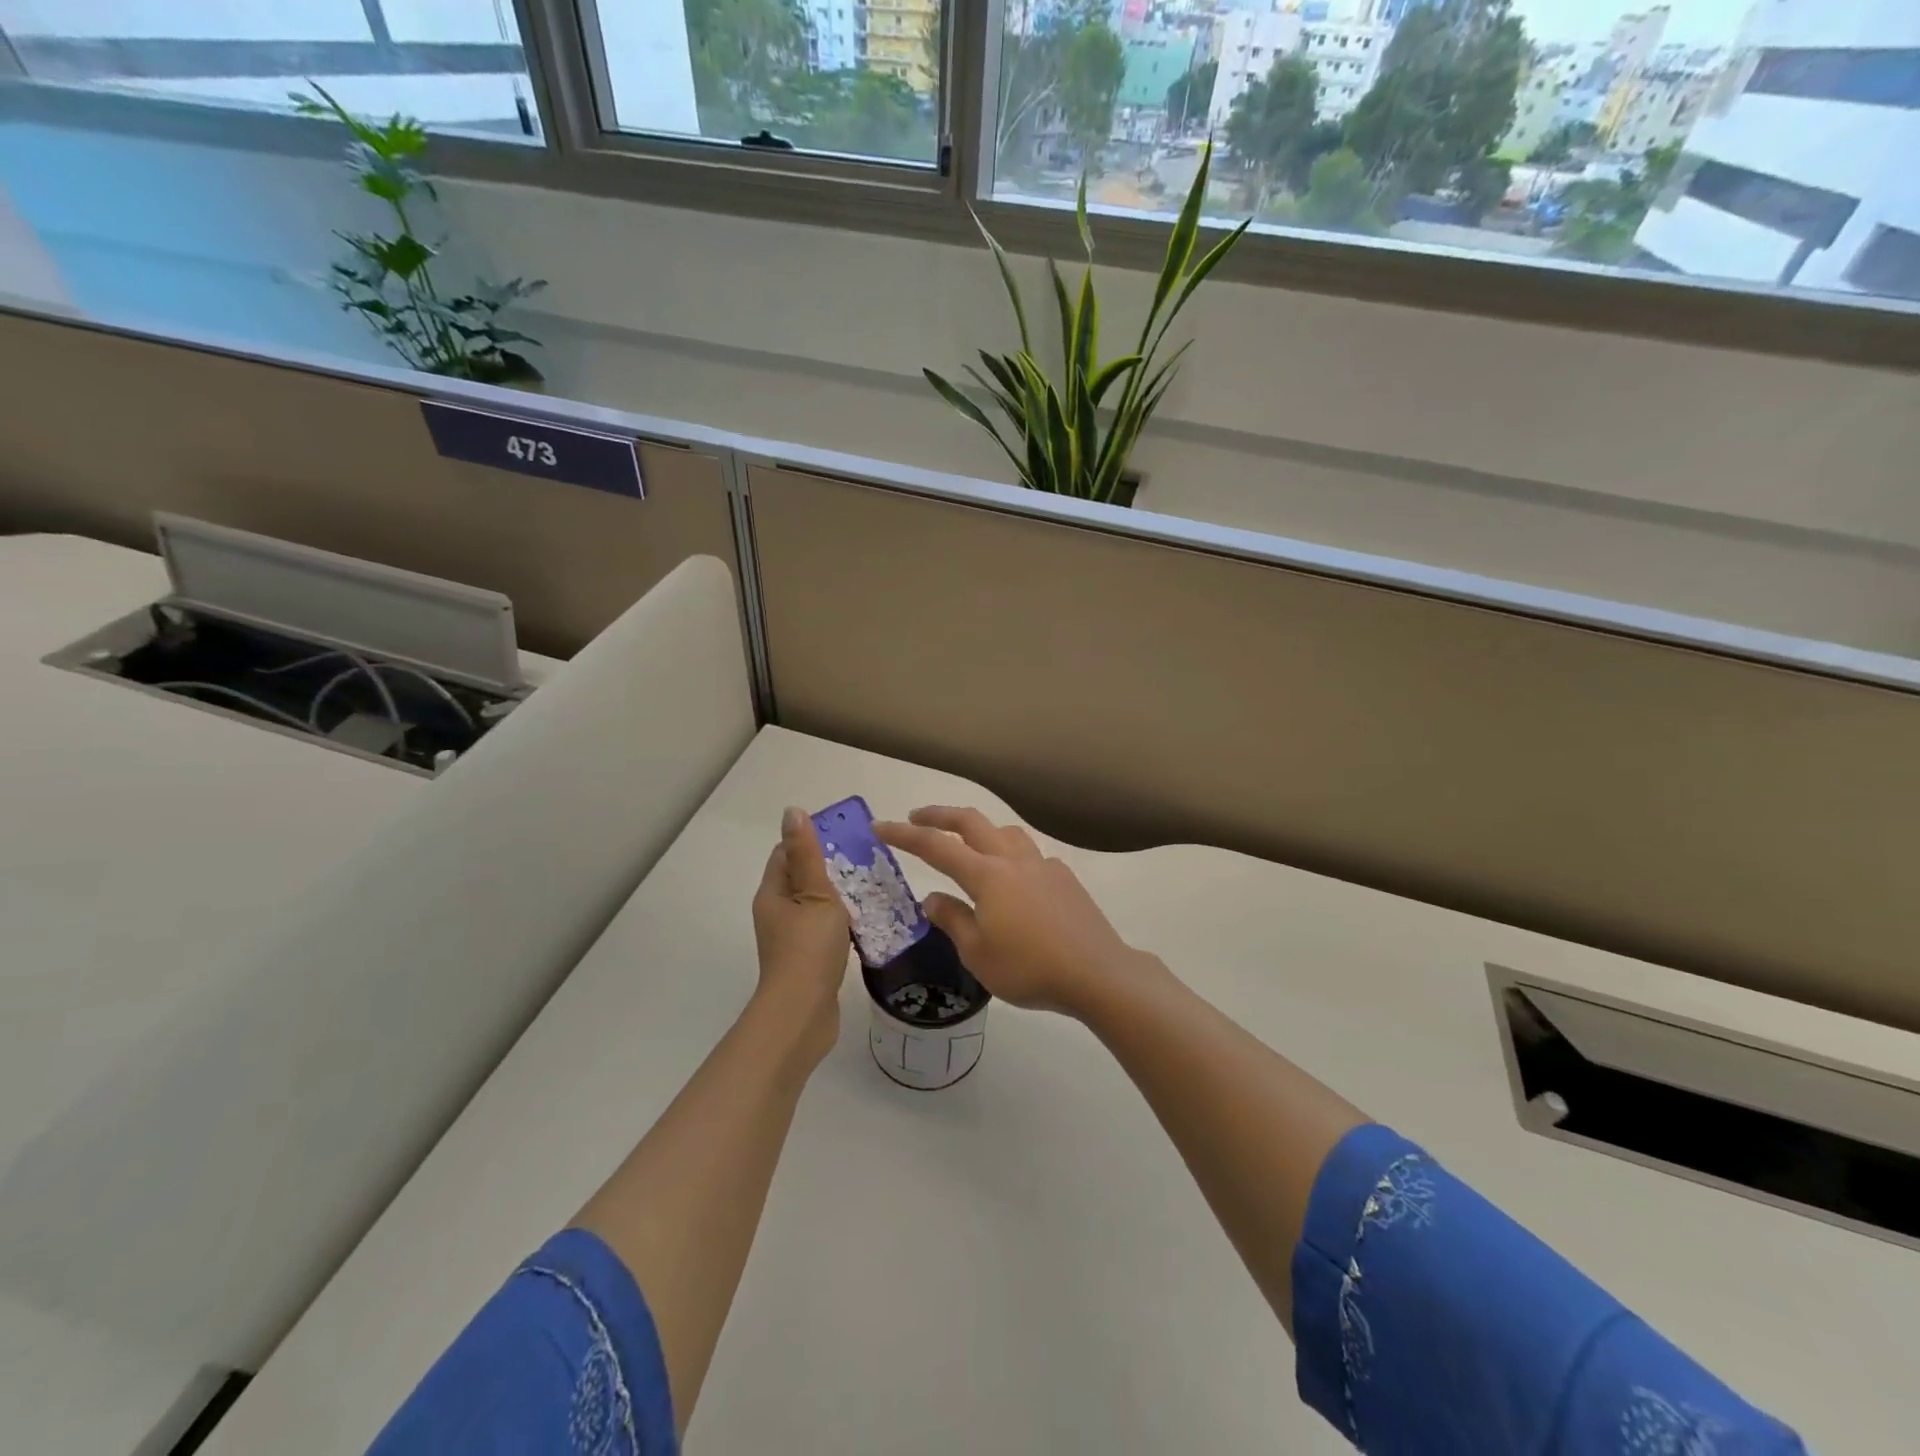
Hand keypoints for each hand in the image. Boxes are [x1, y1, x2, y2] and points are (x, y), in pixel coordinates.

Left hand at [752, 807, 853, 1064]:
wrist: (802, 1015)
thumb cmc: (809, 949)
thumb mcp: (814, 894)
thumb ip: (807, 855)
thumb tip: (792, 812)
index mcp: (773, 893)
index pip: (786, 853)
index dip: (812, 839)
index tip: (846, 835)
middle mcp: (777, 912)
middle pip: (802, 878)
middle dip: (831, 866)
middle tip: (867, 858)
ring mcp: (791, 938)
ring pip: (815, 905)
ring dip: (840, 895)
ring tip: (873, 885)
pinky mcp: (807, 959)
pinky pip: (824, 929)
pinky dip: (843, 921)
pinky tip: (868, 921)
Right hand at [874, 807, 1151, 1018]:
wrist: (1096, 972)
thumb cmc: (1029, 968)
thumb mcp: (978, 953)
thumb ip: (953, 920)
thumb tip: (932, 898)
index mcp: (986, 876)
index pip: (936, 846)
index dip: (905, 835)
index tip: (880, 826)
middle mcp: (1013, 859)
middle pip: (971, 821)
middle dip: (939, 815)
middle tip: (916, 817)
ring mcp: (1042, 864)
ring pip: (1004, 831)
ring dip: (978, 828)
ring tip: (967, 843)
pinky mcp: (1063, 877)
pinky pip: (1028, 853)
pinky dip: (1008, 854)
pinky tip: (1012, 881)